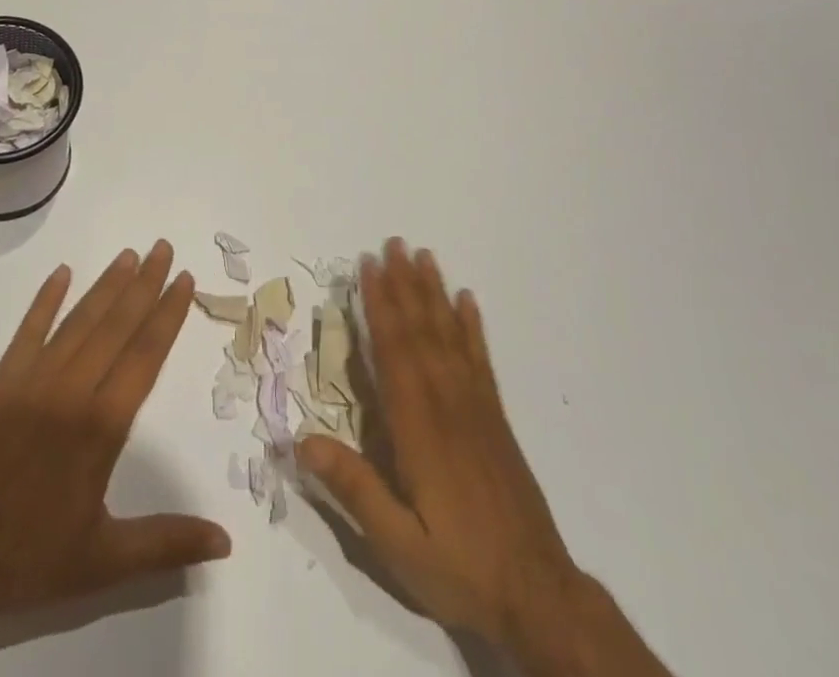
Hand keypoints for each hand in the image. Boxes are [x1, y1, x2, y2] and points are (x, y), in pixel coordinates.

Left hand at [0, 241, 230, 676]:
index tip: (184, 279)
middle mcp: (72, 391)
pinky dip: (45, 300)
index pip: (146, 355)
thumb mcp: (104, 561)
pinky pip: (27, 332)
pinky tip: (62, 272)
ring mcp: (32, 381)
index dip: (168, 314)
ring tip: (130, 254)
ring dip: (107, 285)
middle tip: (164, 247)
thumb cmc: (29, 560)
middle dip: (145, 284)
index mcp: (101, 427)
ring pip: (79, 321)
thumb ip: (166, 543)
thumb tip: (226, 541)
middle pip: (117, 325)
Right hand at [297, 239, 668, 676]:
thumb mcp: (397, 543)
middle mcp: (447, 403)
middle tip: (393, 242)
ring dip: (434, 293)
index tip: (368, 265)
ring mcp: (476, 408)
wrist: (539, 596)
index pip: (393, 350)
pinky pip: (481, 360)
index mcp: (418, 426)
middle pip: (421, 330)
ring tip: (425, 256)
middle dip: (404, 283)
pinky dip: (472, 327)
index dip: (378, 304)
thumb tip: (299, 440)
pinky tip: (467, 301)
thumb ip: (352, 489)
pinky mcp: (496, 419)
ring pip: (450, 336)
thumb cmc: (460, 567)